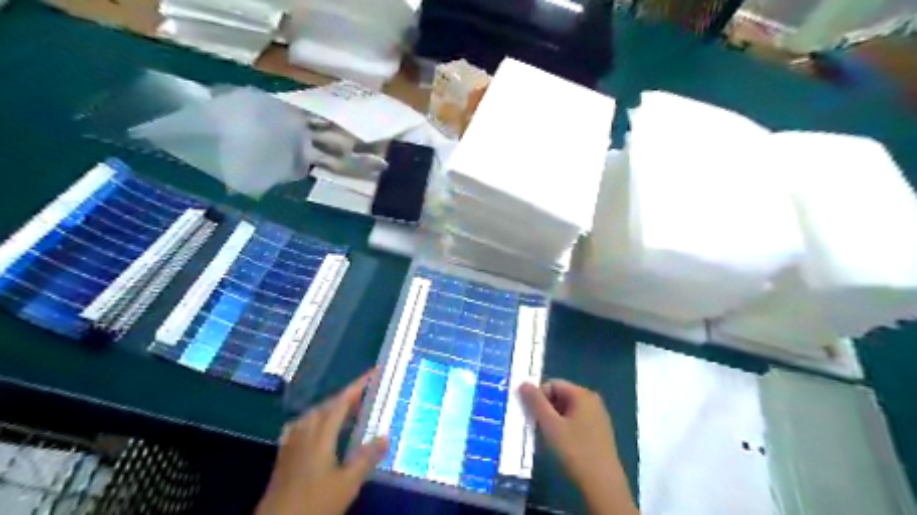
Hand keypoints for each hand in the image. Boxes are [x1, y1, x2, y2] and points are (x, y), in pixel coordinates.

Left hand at [253, 370, 388, 513]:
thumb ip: (366, 458)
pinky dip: (313, 420)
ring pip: (312, 414)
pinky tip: (314, 428)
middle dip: (345, 396)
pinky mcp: (283, 456)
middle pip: (326, 405)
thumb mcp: (347, 484)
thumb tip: (385, 435)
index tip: (373, 372)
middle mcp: (305, 433)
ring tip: (345, 409)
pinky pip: (300, 426)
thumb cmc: (315, 504)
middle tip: (364, 393)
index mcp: (321, 435)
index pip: (341, 402)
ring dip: (330, 407)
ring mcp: (291, 444)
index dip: (357, 386)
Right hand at [519, 379, 634, 514]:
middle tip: (537, 426)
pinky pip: (576, 420)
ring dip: (554, 419)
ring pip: (567, 409)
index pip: (553, 384)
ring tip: (548, 437)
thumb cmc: (575, 451)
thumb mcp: (550, 425)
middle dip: (546, 408)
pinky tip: (562, 444)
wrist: (603, 485)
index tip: (531, 415)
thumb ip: (535, 402)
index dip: (538, 397)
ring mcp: (598, 416)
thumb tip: (523, 383)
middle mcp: (592, 400)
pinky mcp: (599, 431)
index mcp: (583, 394)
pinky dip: (565, 427)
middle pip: (561, 395)